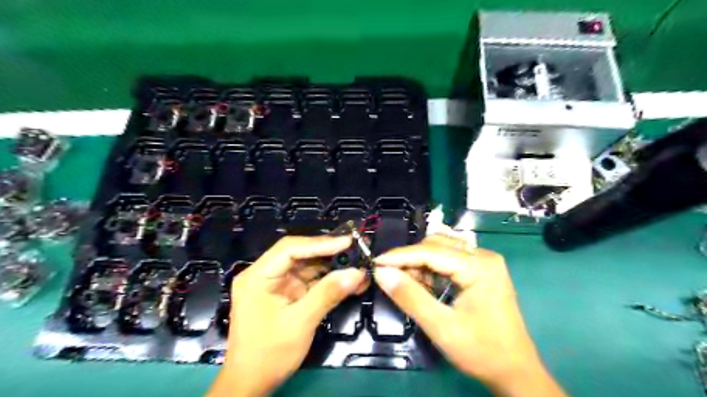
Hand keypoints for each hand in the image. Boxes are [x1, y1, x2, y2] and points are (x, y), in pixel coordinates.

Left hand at [207, 236, 363, 396]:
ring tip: (357, 267)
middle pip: (299, 254)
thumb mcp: (301, 322)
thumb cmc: (269, 354)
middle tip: (355, 251)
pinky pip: (309, 281)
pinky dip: (328, 281)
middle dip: (328, 254)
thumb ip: (328, 294)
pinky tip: (347, 281)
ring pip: (307, 267)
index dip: (320, 243)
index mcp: (258, 276)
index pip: (290, 249)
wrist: (251, 384)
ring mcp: (275, 284)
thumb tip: (357, 273)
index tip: (347, 243)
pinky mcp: (285, 294)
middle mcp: (264, 274)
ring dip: (331, 267)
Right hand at [372, 236, 567, 395]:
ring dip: (421, 263)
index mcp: (479, 266)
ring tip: (410, 285)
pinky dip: (432, 268)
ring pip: (442, 249)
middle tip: (393, 279)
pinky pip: (450, 259)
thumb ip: (410, 297)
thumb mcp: (441, 327)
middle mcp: (484, 256)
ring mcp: (484, 262)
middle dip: (411, 259)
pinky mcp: (482, 270)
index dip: (400, 256)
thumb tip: (381, 273)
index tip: (375, 263)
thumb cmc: (482, 352)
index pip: (430, 251)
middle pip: (437, 244)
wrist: (515, 372)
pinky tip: (425, 285)